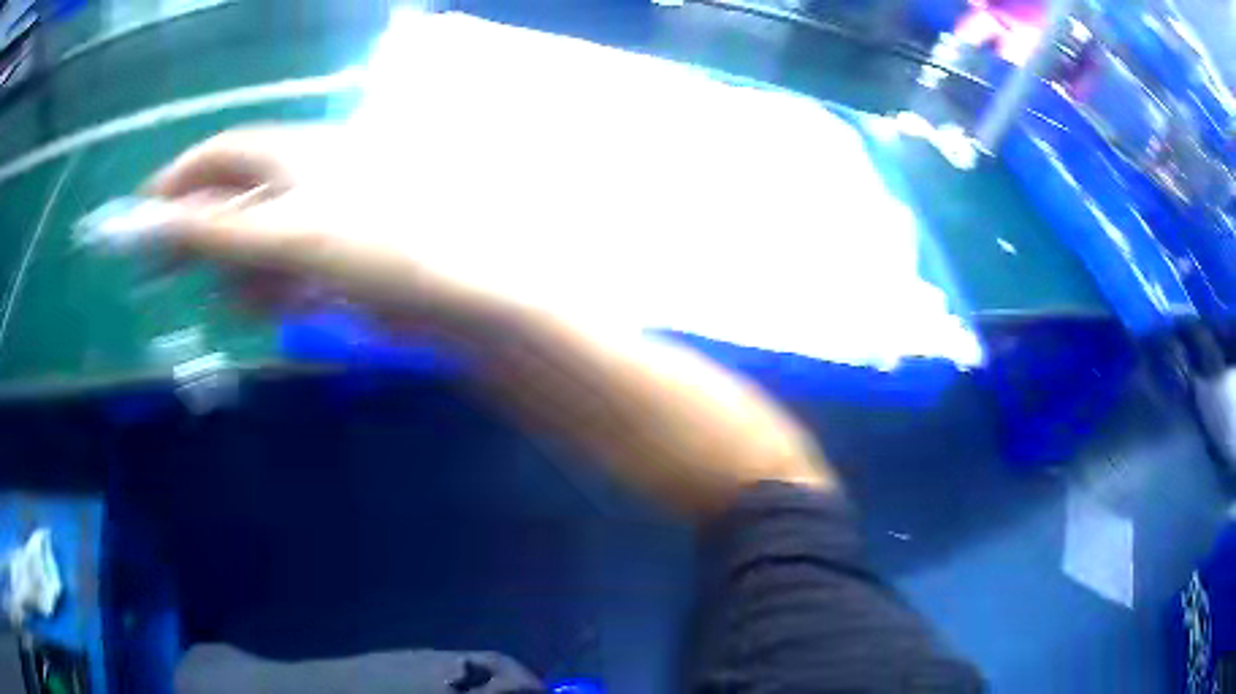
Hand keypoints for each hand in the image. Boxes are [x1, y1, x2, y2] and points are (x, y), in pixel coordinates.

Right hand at [145, 125, 509, 332]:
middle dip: (200, 236)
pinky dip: (275, 286)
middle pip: (232, 198)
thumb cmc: (377, 247)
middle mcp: (304, 175)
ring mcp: (322, 213)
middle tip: (161, 274)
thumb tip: (144, 225)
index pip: (219, 154)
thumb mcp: (283, 237)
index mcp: (293, 153)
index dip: (177, 181)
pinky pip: (287, 265)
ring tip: (252, 300)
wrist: (464, 291)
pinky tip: (283, 304)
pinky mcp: (338, 252)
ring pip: (257, 240)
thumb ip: (211, 233)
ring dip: (242, 271)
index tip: (141, 215)